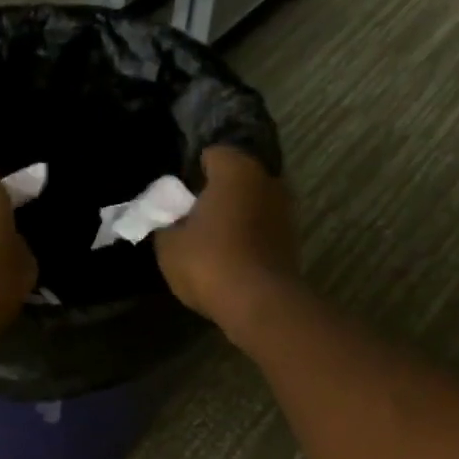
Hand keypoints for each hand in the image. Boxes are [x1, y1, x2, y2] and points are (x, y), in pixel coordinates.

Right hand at [154, 147, 297, 326]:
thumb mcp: (168, 246)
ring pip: (252, 204)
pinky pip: (263, 229)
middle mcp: (267, 178)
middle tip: (194, 220)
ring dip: (236, 217)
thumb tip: (170, 220)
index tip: (179, 199)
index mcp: (236, 169)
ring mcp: (285, 209)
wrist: (258, 303)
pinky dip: (249, 238)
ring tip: (214, 242)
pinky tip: (232, 259)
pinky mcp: (292, 239)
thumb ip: (165, 224)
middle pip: (236, 179)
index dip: (192, 174)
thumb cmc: (209, 263)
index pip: (211, 155)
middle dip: (217, 194)